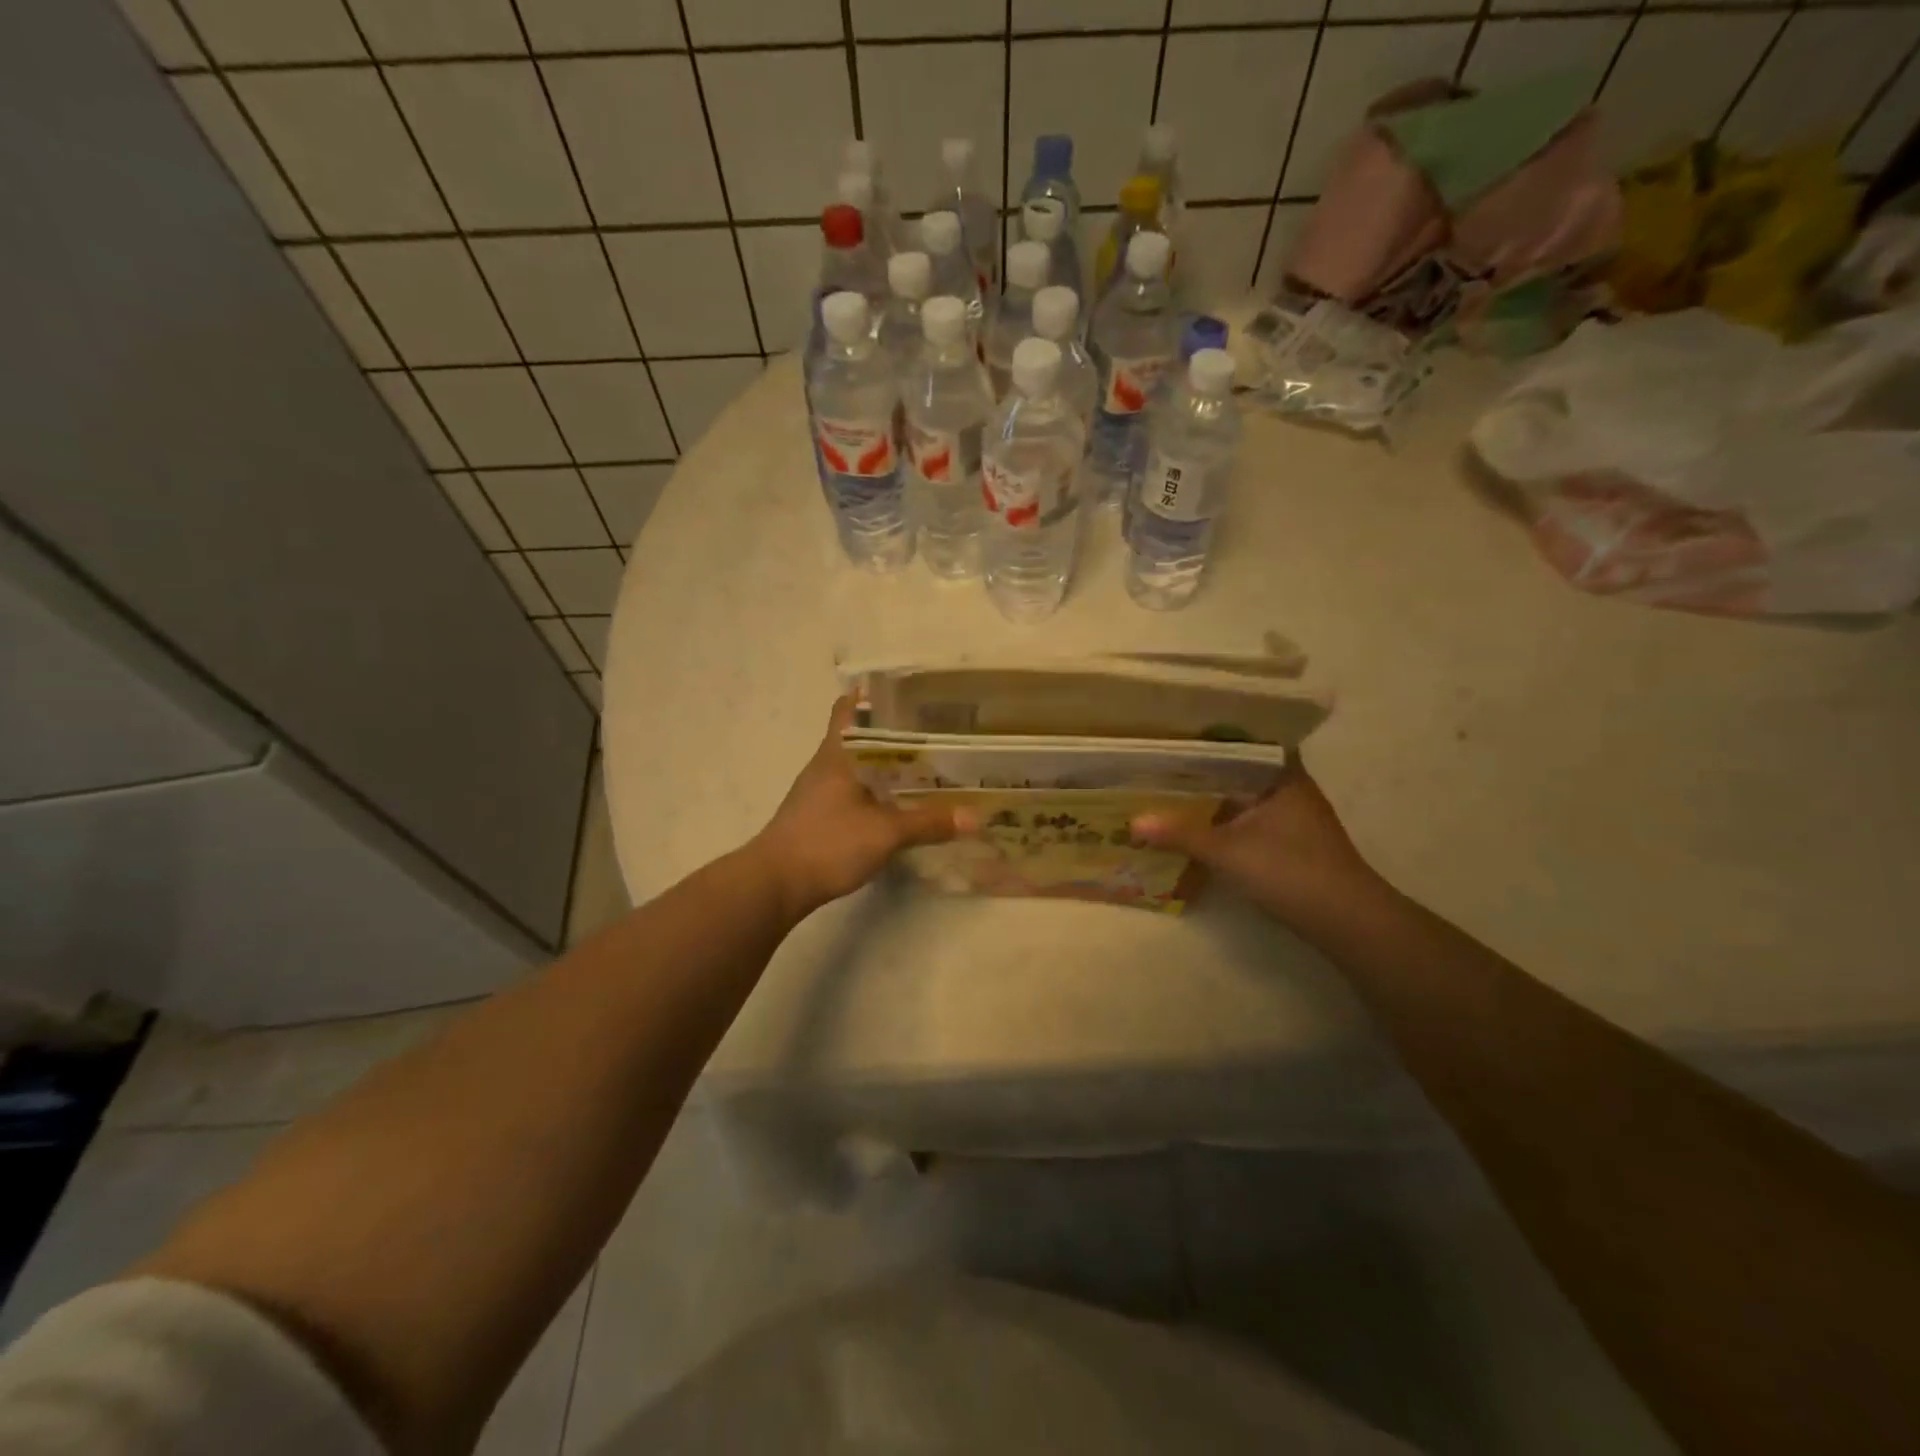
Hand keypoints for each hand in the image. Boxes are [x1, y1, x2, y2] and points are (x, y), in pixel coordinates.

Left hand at [753, 697, 967, 919]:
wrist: (775, 884)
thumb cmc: (827, 843)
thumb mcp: (884, 833)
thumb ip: (928, 823)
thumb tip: (975, 817)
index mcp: (837, 754)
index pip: (849, 708)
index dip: (875, 696)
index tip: (909, 695)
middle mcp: (826, 765)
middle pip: (859, 736)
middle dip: (892, 733)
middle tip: (933, 732)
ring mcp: (819, 792)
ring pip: (857, 766)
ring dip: (885, 765)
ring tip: (924, 766)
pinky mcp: (818, 816)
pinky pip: (853, 792)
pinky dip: (875, 791)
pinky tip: (897, 804)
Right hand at [1132, 757, 1379, 927]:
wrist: (1346, 920)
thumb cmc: (1290, 870)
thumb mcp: (1227, 851)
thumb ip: (1180, 834)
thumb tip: (1132, 823)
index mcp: (1283, 775)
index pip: (1245, 740)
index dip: (1212, 735)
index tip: (1177, 730)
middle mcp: (1290, 788)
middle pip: (1240, 769)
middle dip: (1203, 769)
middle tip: (1160, 761)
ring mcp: (1293, 817)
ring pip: (1243, 797)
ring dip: (1212, 797)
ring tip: (1167, 789)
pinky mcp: (1290, 843)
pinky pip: (1248, 820)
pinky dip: (1223, 821)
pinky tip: (1194, 825)